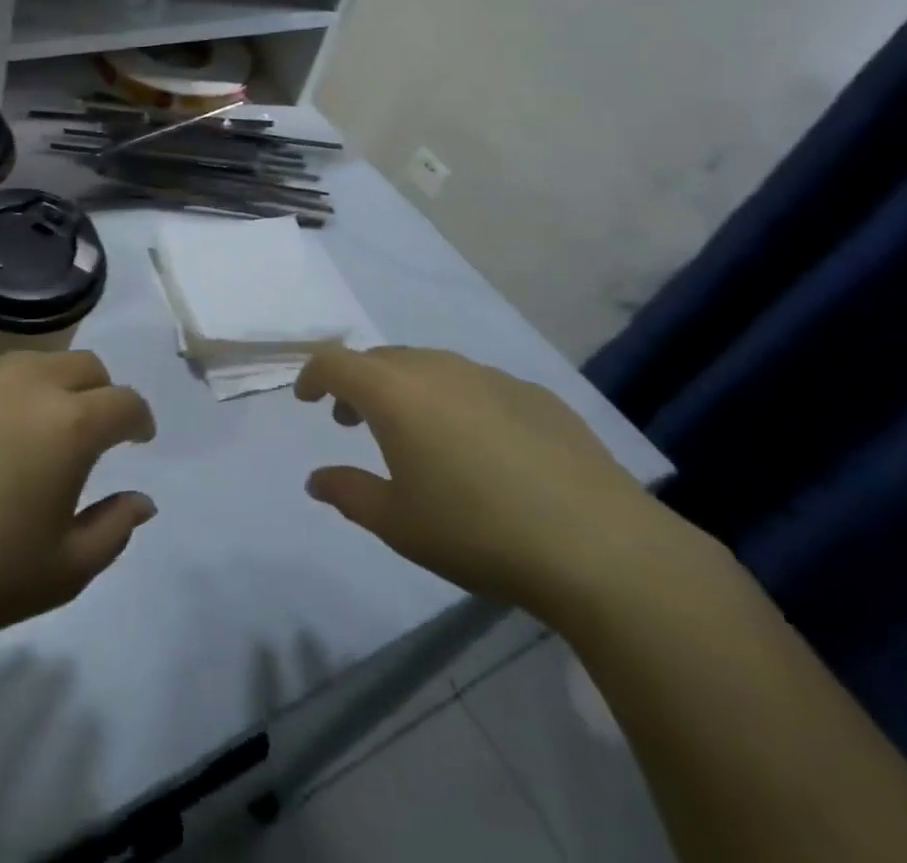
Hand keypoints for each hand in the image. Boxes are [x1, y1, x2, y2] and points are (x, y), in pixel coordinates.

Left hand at [0, 351, 157, 657]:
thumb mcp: (64, 570)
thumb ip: (114, 528)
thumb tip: (142, 500)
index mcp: (69, 423)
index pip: (125, 401)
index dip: (139, 419)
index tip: (138, 439)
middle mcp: (27, 383)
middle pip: (84, 365)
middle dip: (100, 392)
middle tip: (90, 431)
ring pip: (31, 363)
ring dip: (49, 388)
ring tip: (32, 430)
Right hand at [296, 347, 682, 618]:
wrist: (600, 546)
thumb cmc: (478, 532)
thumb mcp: (398, 524)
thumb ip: (348, 493)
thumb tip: (316, 478)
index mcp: (395, 393)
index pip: (335, 362)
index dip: (312, 375)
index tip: (307, 399)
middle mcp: (437, 369)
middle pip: (381, 359)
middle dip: (357, 384)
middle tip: (352, 421)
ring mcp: (489, 376)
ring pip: (429, 366)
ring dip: (406, 389)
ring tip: (414, 433)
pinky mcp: (534, 393)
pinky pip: (476, 384)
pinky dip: (455, 402)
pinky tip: (479, 447)